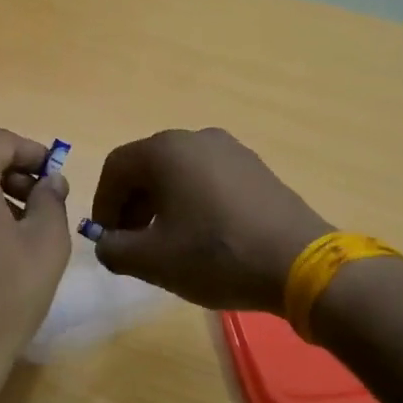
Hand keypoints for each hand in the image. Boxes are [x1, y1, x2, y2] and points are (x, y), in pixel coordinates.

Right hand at [88, 128, 330, 313]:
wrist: (299, 264)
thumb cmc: (216, 255)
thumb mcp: (151, 260)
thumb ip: (114, 249)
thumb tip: (107, 242)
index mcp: (166, 151)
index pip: (116, 168)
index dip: (103, 204)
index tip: (107, 238)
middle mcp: (197, 138)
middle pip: (147, 167)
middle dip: (132, 205)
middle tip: (133, 243)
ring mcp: (232, 150)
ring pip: (179, 173)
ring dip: (161, 205)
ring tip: (167, 243)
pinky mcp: (256, 168)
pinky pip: (208, 179)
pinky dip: (192, 202)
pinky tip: (202, 236)